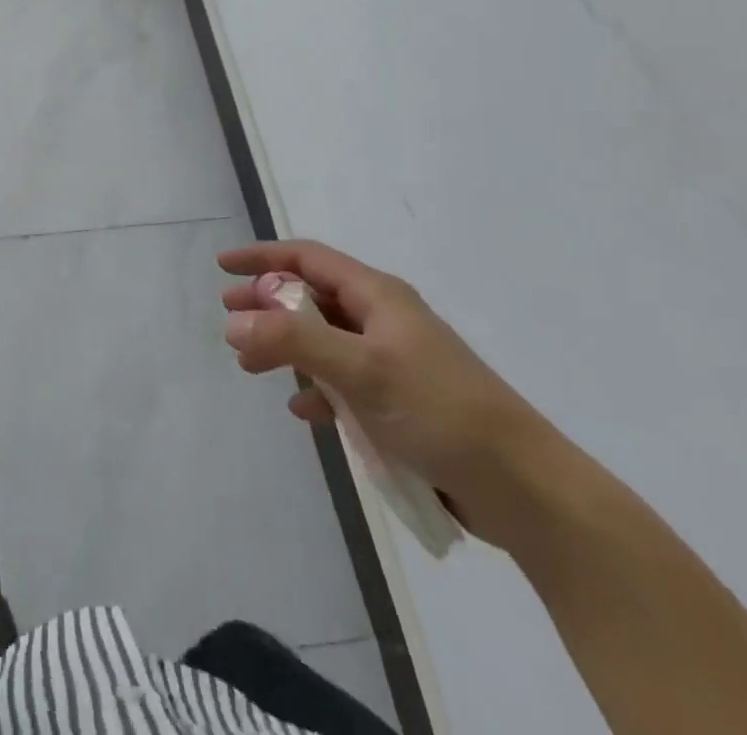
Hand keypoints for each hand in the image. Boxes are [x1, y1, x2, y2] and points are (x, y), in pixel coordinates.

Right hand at [220, 240, 562, 547]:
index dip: (263, 257)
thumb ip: (293, 340)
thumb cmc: (439, 412)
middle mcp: (384, 319)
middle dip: (268, 304)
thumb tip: (233, 323)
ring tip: (251, 368)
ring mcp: (394, 360)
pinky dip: (317, 388)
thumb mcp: (360, 369)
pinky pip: (343, 381)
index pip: (308, 258)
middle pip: (312, 297)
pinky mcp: (401, 401)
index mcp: (378, 296)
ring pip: (325, 340)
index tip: (223, 266)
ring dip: (286, 348)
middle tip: (229, 317)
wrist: (524, 488)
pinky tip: (303, 411)